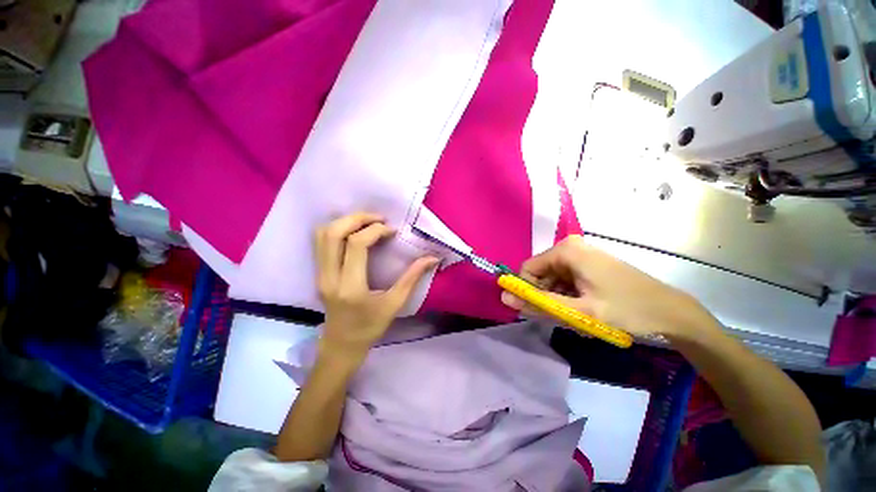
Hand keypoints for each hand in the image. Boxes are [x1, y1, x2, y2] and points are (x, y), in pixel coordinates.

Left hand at [315, 213, 438, 361]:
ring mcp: (320, 274)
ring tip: (367, 222)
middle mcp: (330, 277)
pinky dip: (337, 229)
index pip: (356, 245)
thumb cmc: (371, 327)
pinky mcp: (318, 273)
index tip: (392, 231)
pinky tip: (355, 232)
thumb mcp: (395, 304)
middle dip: (358, 218)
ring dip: (345, 221)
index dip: (375, 230)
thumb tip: (432, 258)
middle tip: (379, 219)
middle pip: (334, 233)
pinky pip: (321, 242)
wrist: (341, 345)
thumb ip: (412, 278)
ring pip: (322, 234)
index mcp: (351, 287)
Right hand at [501, 235, 713, 338]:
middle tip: (564, 316)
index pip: (527, 269)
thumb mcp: (578, 311)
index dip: (528, 291)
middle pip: (540, 274)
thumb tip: (504, 297)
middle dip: (546, 296)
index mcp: (565, 250)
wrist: (671, 312)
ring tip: (577, 314)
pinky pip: (566, 280)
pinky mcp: (589, 264)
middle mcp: (570, 247)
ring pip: (552, 279)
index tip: (540, 311)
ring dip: (558, 298)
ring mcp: (581, 255)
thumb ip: (538, 303)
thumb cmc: (625, 310)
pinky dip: (568, 296)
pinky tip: (584, 308)